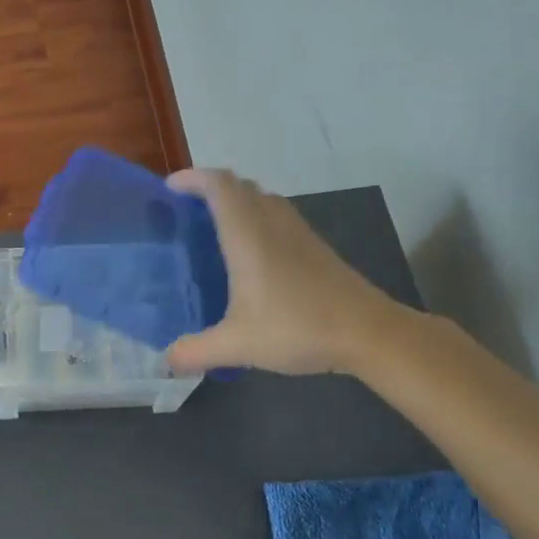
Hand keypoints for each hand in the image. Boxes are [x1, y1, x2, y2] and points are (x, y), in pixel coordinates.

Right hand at [164, 169, 405, 375]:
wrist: (370, 333)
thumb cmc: (299, 328)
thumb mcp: (238, 345)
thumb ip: (196, 351)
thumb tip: (168, 360)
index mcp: (248, 237)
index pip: (219, 186)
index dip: (193, 178)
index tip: (170, 188)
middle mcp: (273, 225)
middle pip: (240, 186)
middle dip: (211, 188)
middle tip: (187, 210)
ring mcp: (299, 234)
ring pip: (263, 199)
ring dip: (237, 201)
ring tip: (214, 227)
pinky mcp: (316, 248)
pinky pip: (278, 217)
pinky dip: (257, 219)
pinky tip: (252, 255)